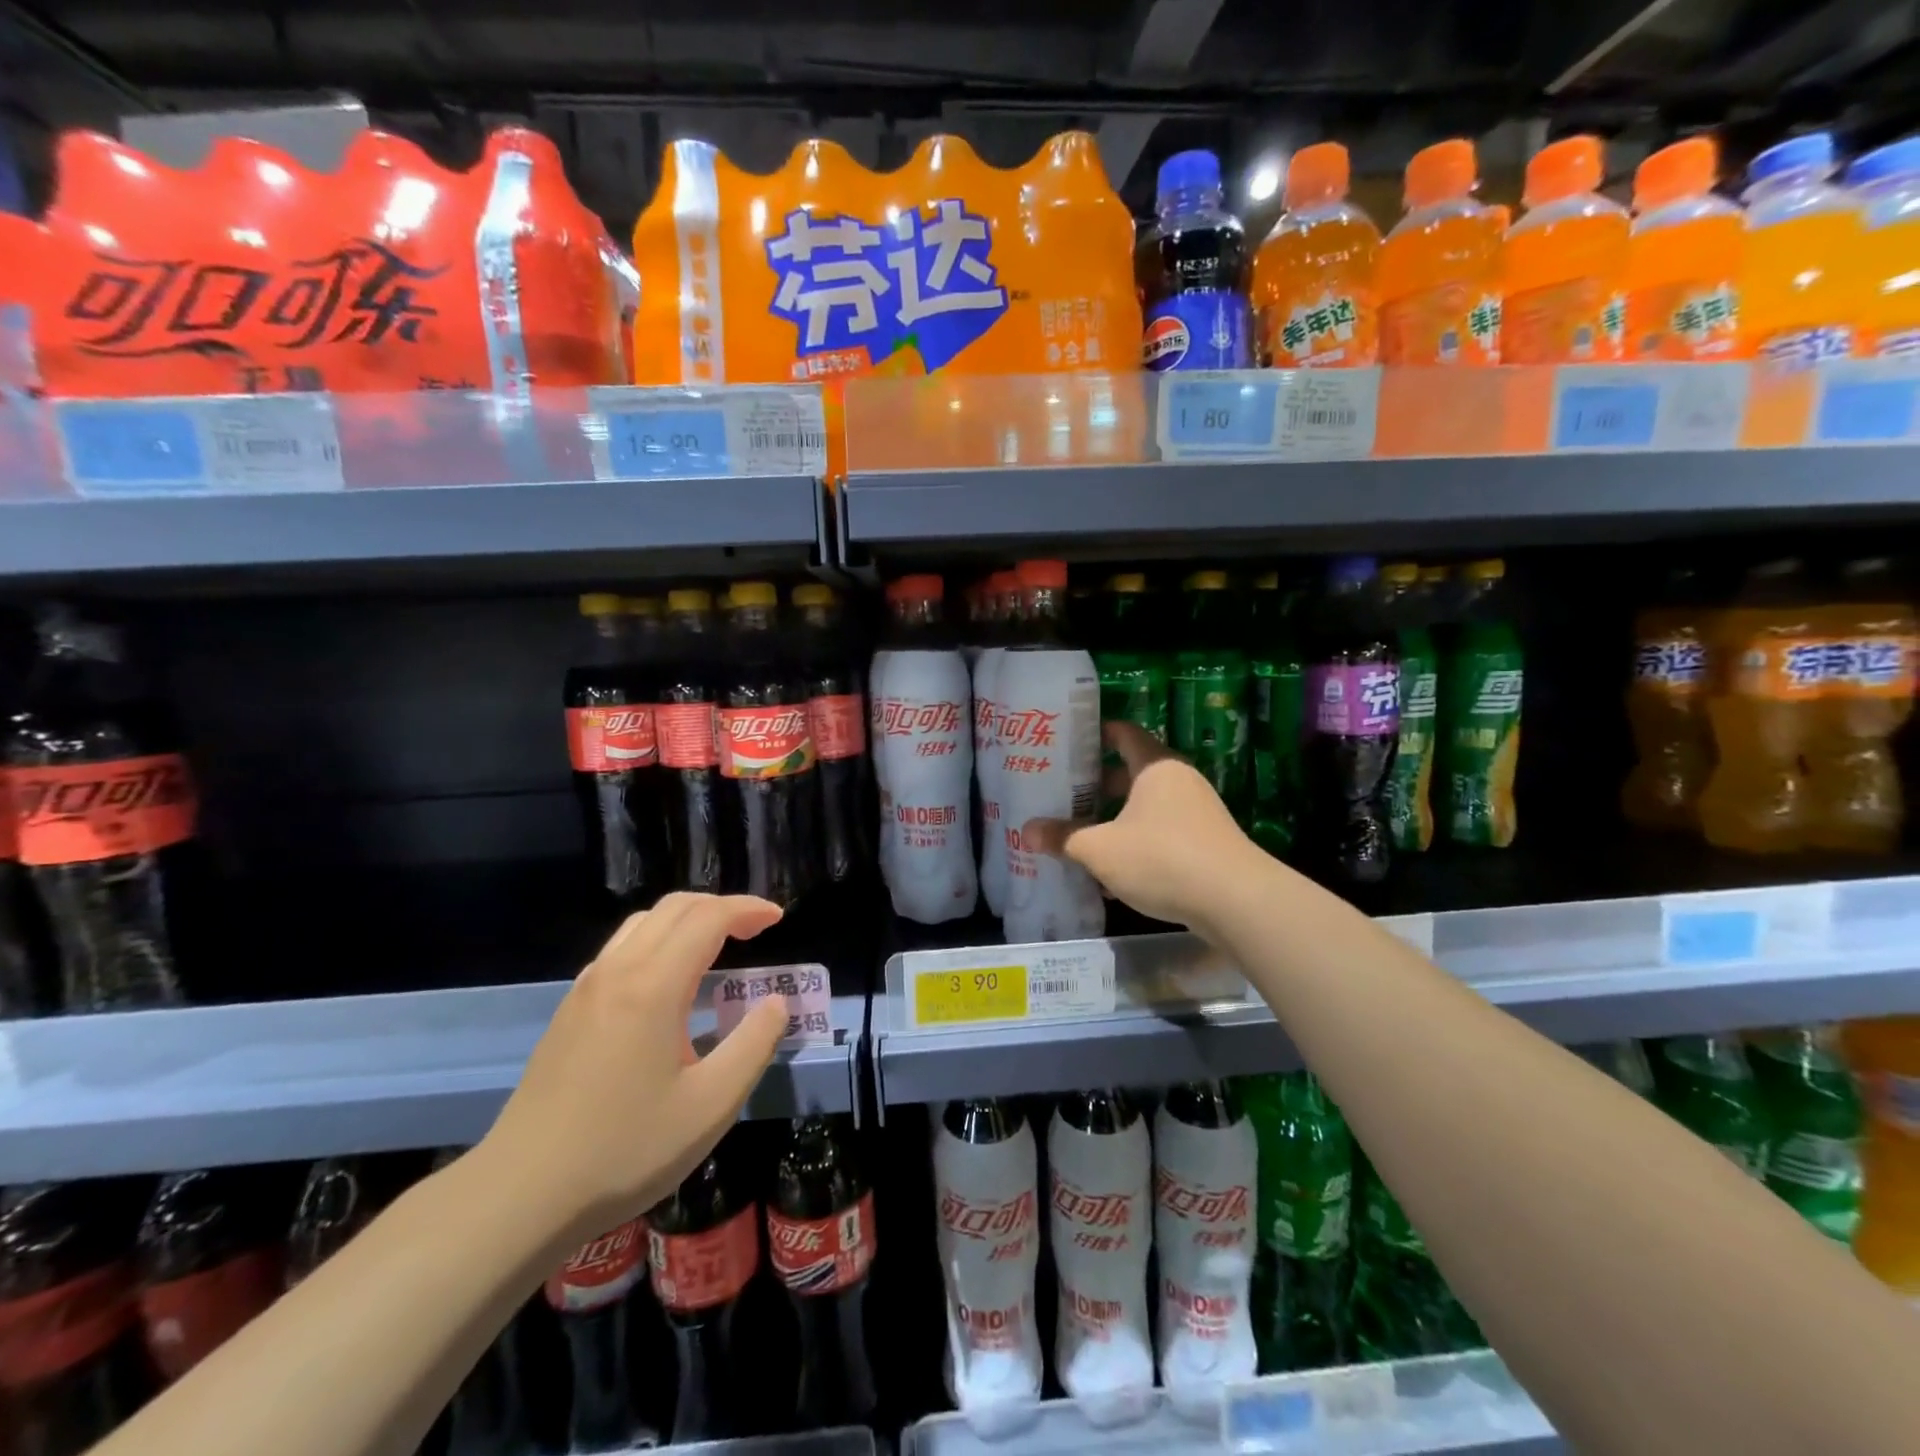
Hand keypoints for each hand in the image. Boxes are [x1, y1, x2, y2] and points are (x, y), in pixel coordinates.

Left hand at [477, 893, 788, 1246]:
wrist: (519, 1196)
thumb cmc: (624, 1150)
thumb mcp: (711, 1105)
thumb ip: (753, 1045)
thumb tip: (775, 1003)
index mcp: (653, 986)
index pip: (708, 918)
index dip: (748, 910)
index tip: (778, 919)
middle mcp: (617, 972)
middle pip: (674, 908)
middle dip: (721, 906)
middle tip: (755, 929)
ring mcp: (586, 989)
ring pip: (642, 923)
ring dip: (687, 920)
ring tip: (718, 945)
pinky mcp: (570, 1011)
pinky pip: (621, 949)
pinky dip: (658, 941)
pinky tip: (669, 981)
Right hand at [1023, 721, 1259, 931]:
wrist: (1236, 901)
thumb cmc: (1162, 858)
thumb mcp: (1101, 849)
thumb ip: (1063, 838)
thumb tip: (1026, 832)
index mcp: (1155, 765)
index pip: (1122, 733)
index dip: (1094, 734)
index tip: (1064, 743)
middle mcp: (1177, 781)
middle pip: (1130, 773)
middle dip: (1095, 785)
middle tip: (1060, 793)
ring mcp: (1196, 812)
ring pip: (1143, 807)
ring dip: (1113, 819)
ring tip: (1077, 833)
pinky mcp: (1204, 843)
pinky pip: (1159, 834)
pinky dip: (1134, 843)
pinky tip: (1109, 872)